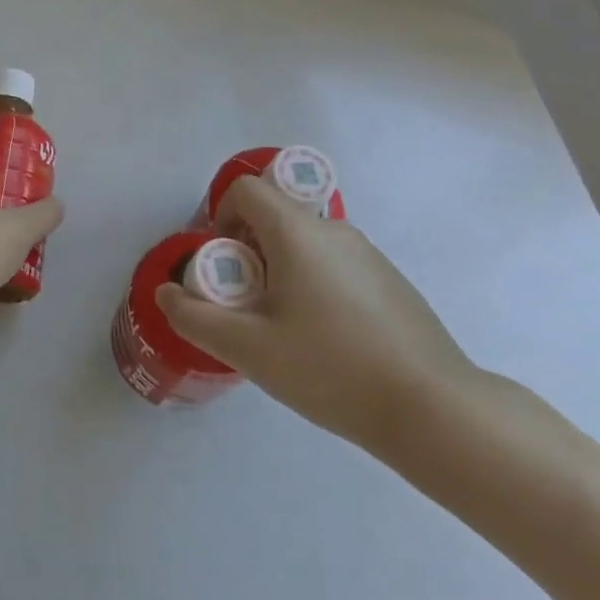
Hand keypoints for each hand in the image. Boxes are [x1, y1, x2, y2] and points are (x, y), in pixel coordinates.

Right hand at [157, 175, 479, 455]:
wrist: (434, 409)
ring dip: (280, 272)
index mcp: (297, 232)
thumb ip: (196, 317)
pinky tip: (326, 342)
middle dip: (248, 252)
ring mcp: (368, 254)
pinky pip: (334, 265)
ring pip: (304, 244)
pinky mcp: (390, 281)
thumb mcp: (249, 349)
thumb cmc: (331, 369)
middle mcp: (333, 230)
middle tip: (248, 306)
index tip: (223, 266)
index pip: (246, 189)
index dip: (221, 216)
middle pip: (274, 217)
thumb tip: (165, 293)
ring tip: (285, 331)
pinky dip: (314, 285)